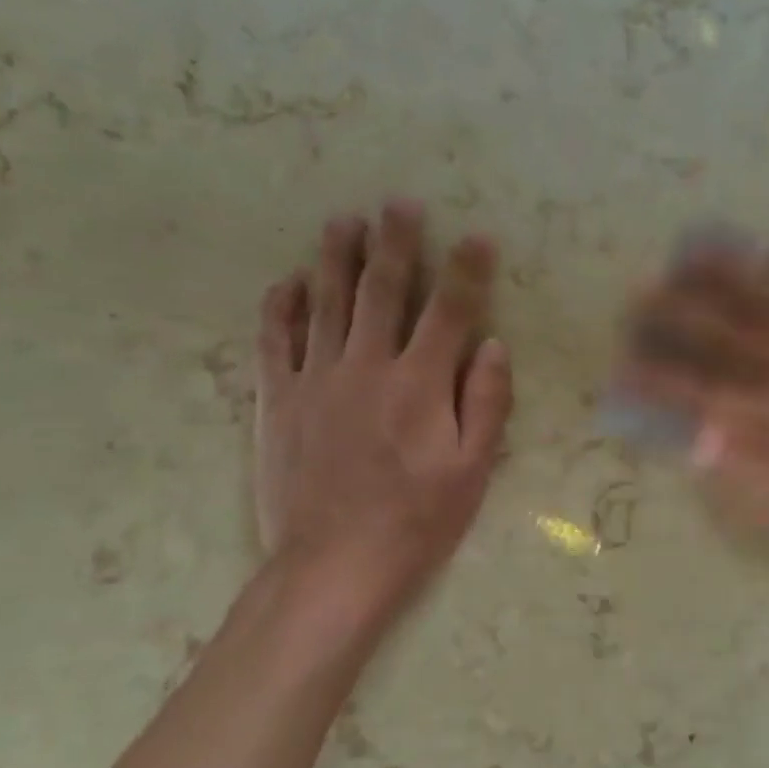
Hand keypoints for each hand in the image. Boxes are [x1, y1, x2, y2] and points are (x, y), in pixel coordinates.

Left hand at [255, 202, 511, 634]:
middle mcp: (367, 367)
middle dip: (395, 243)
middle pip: (382, 291)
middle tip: (398, 203)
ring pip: (326, 303)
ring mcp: (316, 380)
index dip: (466, 270)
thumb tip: (493, 345)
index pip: (449, 311)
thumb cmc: (417, 521)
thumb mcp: (472, 471)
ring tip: (343, 221)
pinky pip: (275, 341)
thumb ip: (486, 403)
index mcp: (421, 385)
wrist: (333, 564)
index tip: (476, 236)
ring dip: (336, 258)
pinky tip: (287, 281)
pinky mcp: (278, 401)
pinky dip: (281, 307)